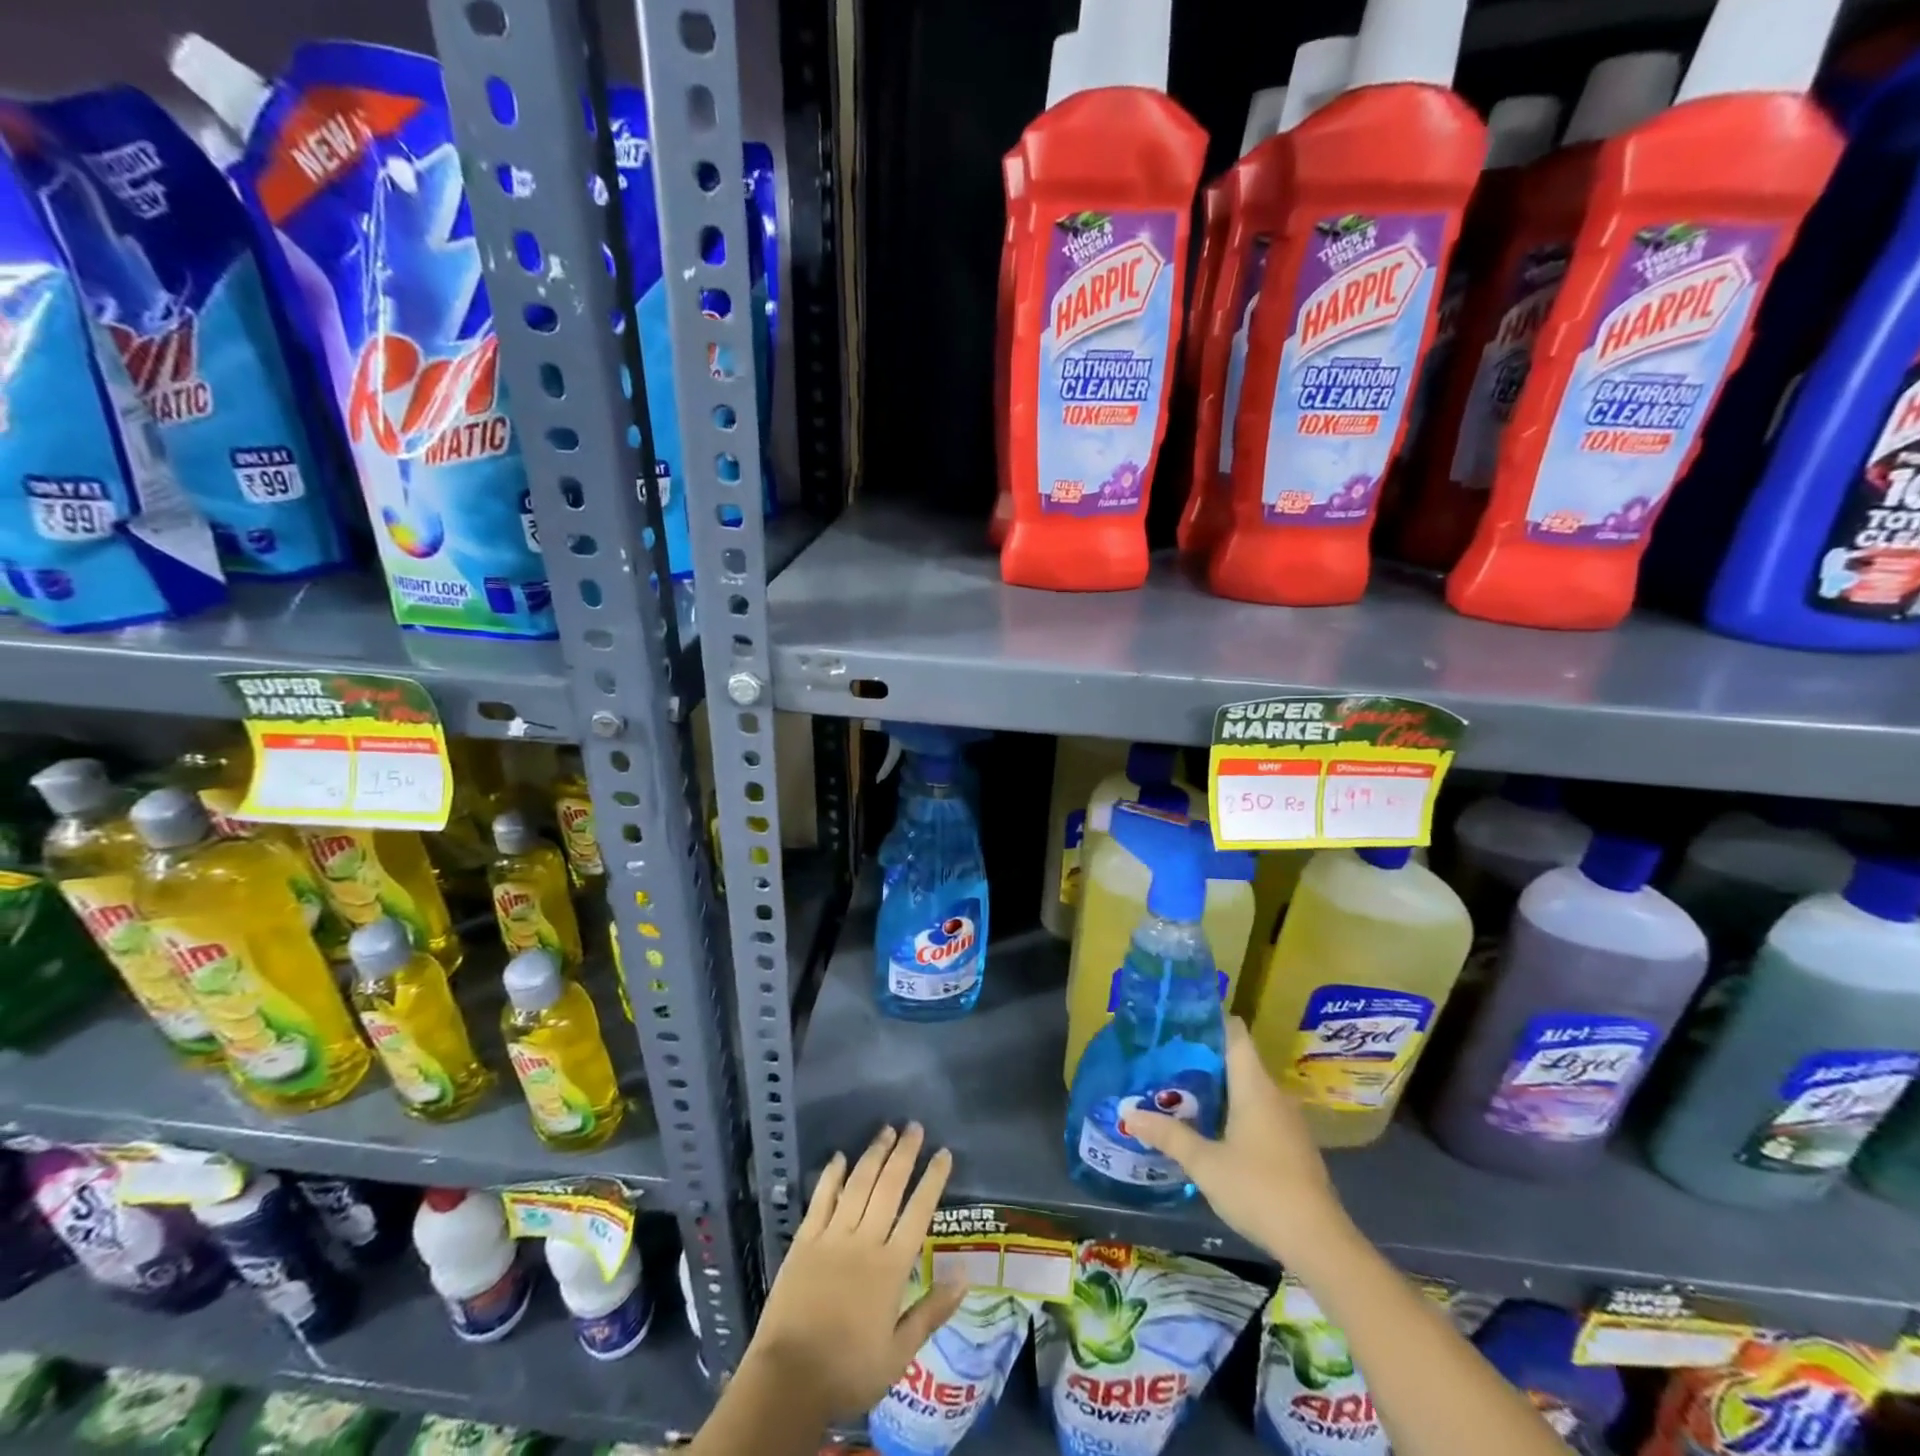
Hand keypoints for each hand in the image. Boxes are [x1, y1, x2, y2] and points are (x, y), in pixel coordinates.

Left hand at [747, 1123, 966, 1421]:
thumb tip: (965, 1276)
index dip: (933, 1180)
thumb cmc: (848, 1371)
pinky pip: (820, 1199)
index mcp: (891, 1268)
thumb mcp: (898, 1354)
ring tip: (886, 1130)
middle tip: (914, 1126)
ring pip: (858, 1185)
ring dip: (874, 1154)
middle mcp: (864, 1242)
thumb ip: (931, 1312)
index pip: (918, 1212)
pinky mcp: (804, 1241)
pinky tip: (840, 1156)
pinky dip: (832, 1176)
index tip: (943, 1153)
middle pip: (889, 1187)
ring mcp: (832, 1237)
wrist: (789, 1380)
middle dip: (904, 1154)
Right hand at [1126, 1017, 1349, 1261]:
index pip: (1234, 1033)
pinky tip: (1211, 1128)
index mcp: (1254, 1086)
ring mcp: (1287, 1122)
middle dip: (1203, 1058)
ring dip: (1218, 1088)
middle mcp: (1273, 1095)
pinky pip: (1258, 1112)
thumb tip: (1128, 1114)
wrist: (1319, 1242)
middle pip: (1238, 1061)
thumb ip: (1168, 1135)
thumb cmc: (1259, 1189)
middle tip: (1165, 1059)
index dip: (1208, 1021)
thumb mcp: (1205, 1163)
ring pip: (1248, 1089)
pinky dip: (1234, 1111)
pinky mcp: (1292, 1146)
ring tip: (1180, 1090)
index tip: (1178, 1022)